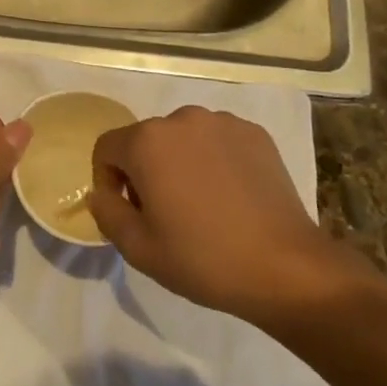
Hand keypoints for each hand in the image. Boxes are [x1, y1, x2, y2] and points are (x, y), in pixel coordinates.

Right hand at [89, 107, 378, 326]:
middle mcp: (182, 118)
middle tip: (166, 214)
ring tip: (203, 205)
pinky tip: (231, 196)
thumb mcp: (138, 249)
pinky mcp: (254, 133)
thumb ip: (107, 213)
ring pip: (183, 138)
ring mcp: (222, 122)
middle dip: (146, 171)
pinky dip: (215, 160)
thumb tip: (101, 192)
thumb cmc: (203, 259)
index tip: (129, 213)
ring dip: (181, 163)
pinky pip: (218, 141)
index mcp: (147, 141)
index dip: (109, 181)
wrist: (285, 267)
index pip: (107, 148)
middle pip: (146, 140)